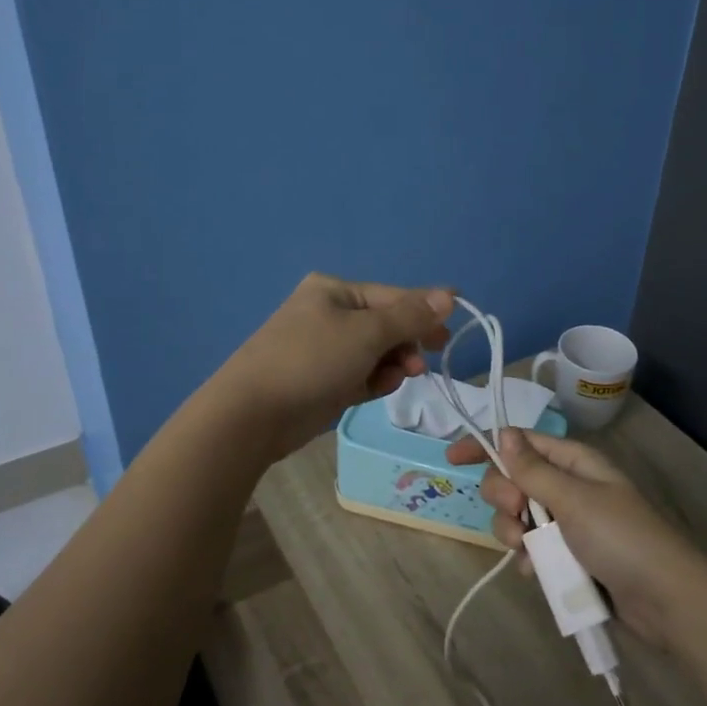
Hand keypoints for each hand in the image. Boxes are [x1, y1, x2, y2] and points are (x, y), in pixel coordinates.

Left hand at [214, 274, 453, 461]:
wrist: (252, 414)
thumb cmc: (312, 361)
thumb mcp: (367, 334)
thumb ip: (410, 316)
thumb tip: (450, 294)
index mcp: (334, 291)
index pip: (392, 296)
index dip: (425, 310)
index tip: (454, 327)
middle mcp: (328, 314)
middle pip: (385, 324)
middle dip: (407, 342)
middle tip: (427, 360)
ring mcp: (322, 349)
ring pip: (375, 353)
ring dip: (392, 364)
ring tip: (401, 377)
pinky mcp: (321, 381)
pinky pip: (360, 375)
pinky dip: (373, 381)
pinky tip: (377, 390)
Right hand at [448, 428, 706, 648]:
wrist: (666, 602)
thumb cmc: (622, 539)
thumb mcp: (575, 499)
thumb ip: (533, 470)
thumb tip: (503, 433)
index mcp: (574, 463)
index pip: (520, 443)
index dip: (486, 447)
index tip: (452, 459)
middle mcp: (568, 487)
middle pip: (513, 480)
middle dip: (504, 497)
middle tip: (519, 514)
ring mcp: (568, 524)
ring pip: (518, 518)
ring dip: (514, 532)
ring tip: (528, 551)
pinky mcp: (568, 557)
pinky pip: (532, 550)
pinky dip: (528, 559)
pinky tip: (537, 573)